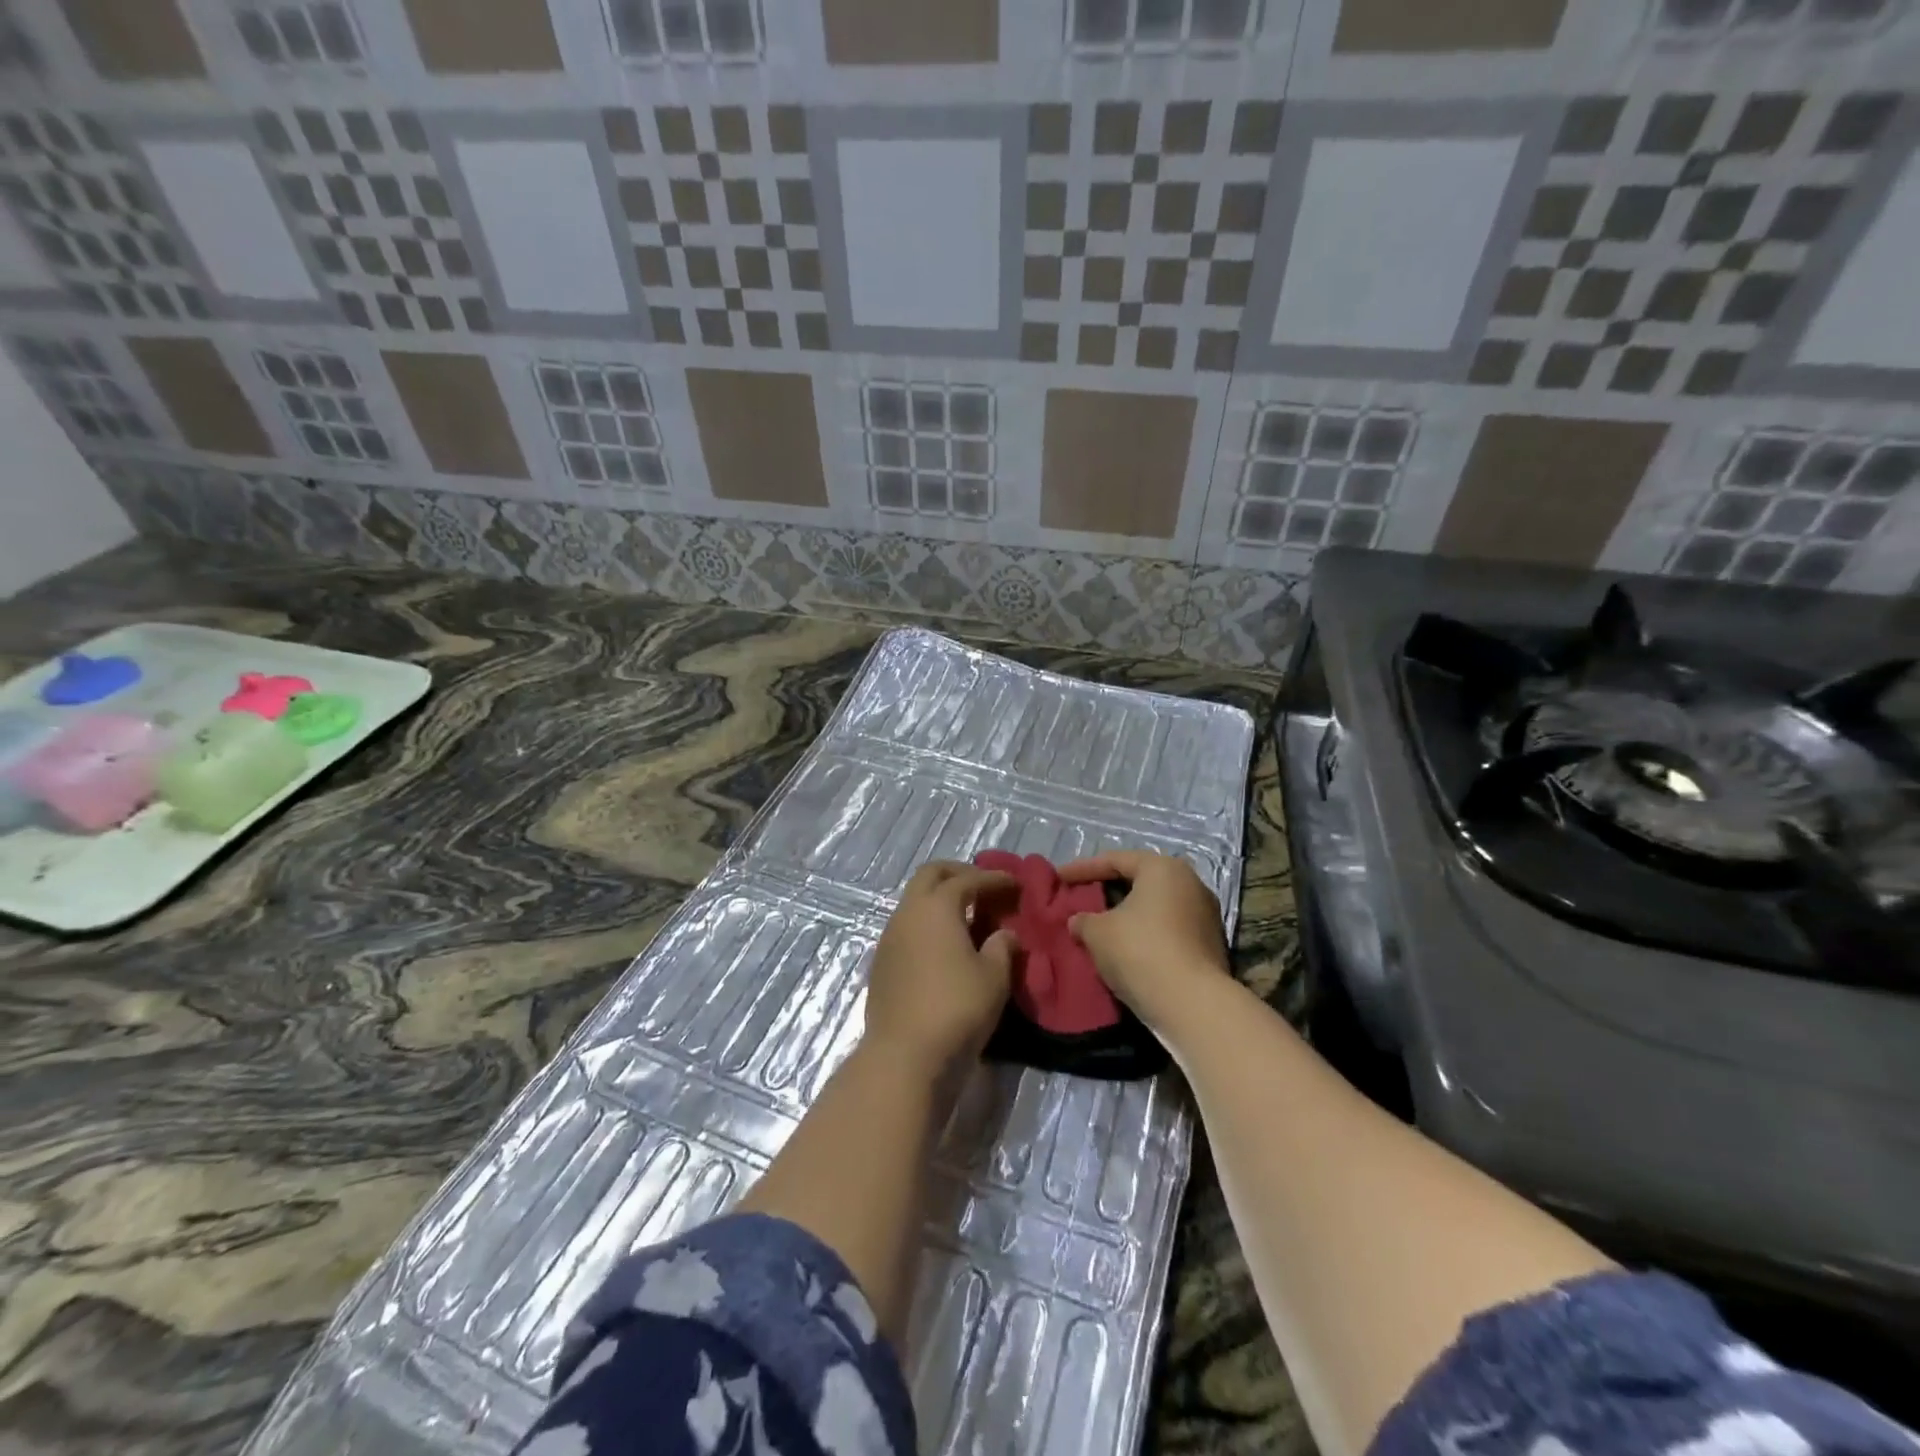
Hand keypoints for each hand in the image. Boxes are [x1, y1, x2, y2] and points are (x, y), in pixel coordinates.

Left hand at [863, 862, 1018, 1070]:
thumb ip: (1002, 947)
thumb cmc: (957, 1008)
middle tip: (984, 886)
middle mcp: (908, 912)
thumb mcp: (994, 977)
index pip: (968, 879)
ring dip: (940, 899)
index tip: (1016, 883)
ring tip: (967, 916)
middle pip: (931, 875)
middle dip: (959, 873)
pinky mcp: (882, 962)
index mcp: (937, 906)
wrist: (904, 1055)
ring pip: (915, 900)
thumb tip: (1005, 934)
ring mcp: (889, 936)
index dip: (994, 879)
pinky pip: (907, 926)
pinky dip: (928, 923)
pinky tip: (945, 944)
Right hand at [1059, 850, 1229, 1032]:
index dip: (1082, 868)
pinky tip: (1123, 948)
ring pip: (1154, 907)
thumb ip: (1083, 920)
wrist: (1193, 1005)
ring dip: (1127, 914)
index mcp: (1163, 868)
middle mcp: (1190, 883)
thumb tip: (1078, 921)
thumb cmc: (1140, 952)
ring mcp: (1205, 915)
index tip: (1058, 878)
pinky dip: (1143, 933)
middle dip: (1107, 890)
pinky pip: (1167, 929)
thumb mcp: (1097, 933)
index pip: (1115, 860)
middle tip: (1080, 898)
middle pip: (1139, 880)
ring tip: (1099, 926)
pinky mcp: (1209, 945)